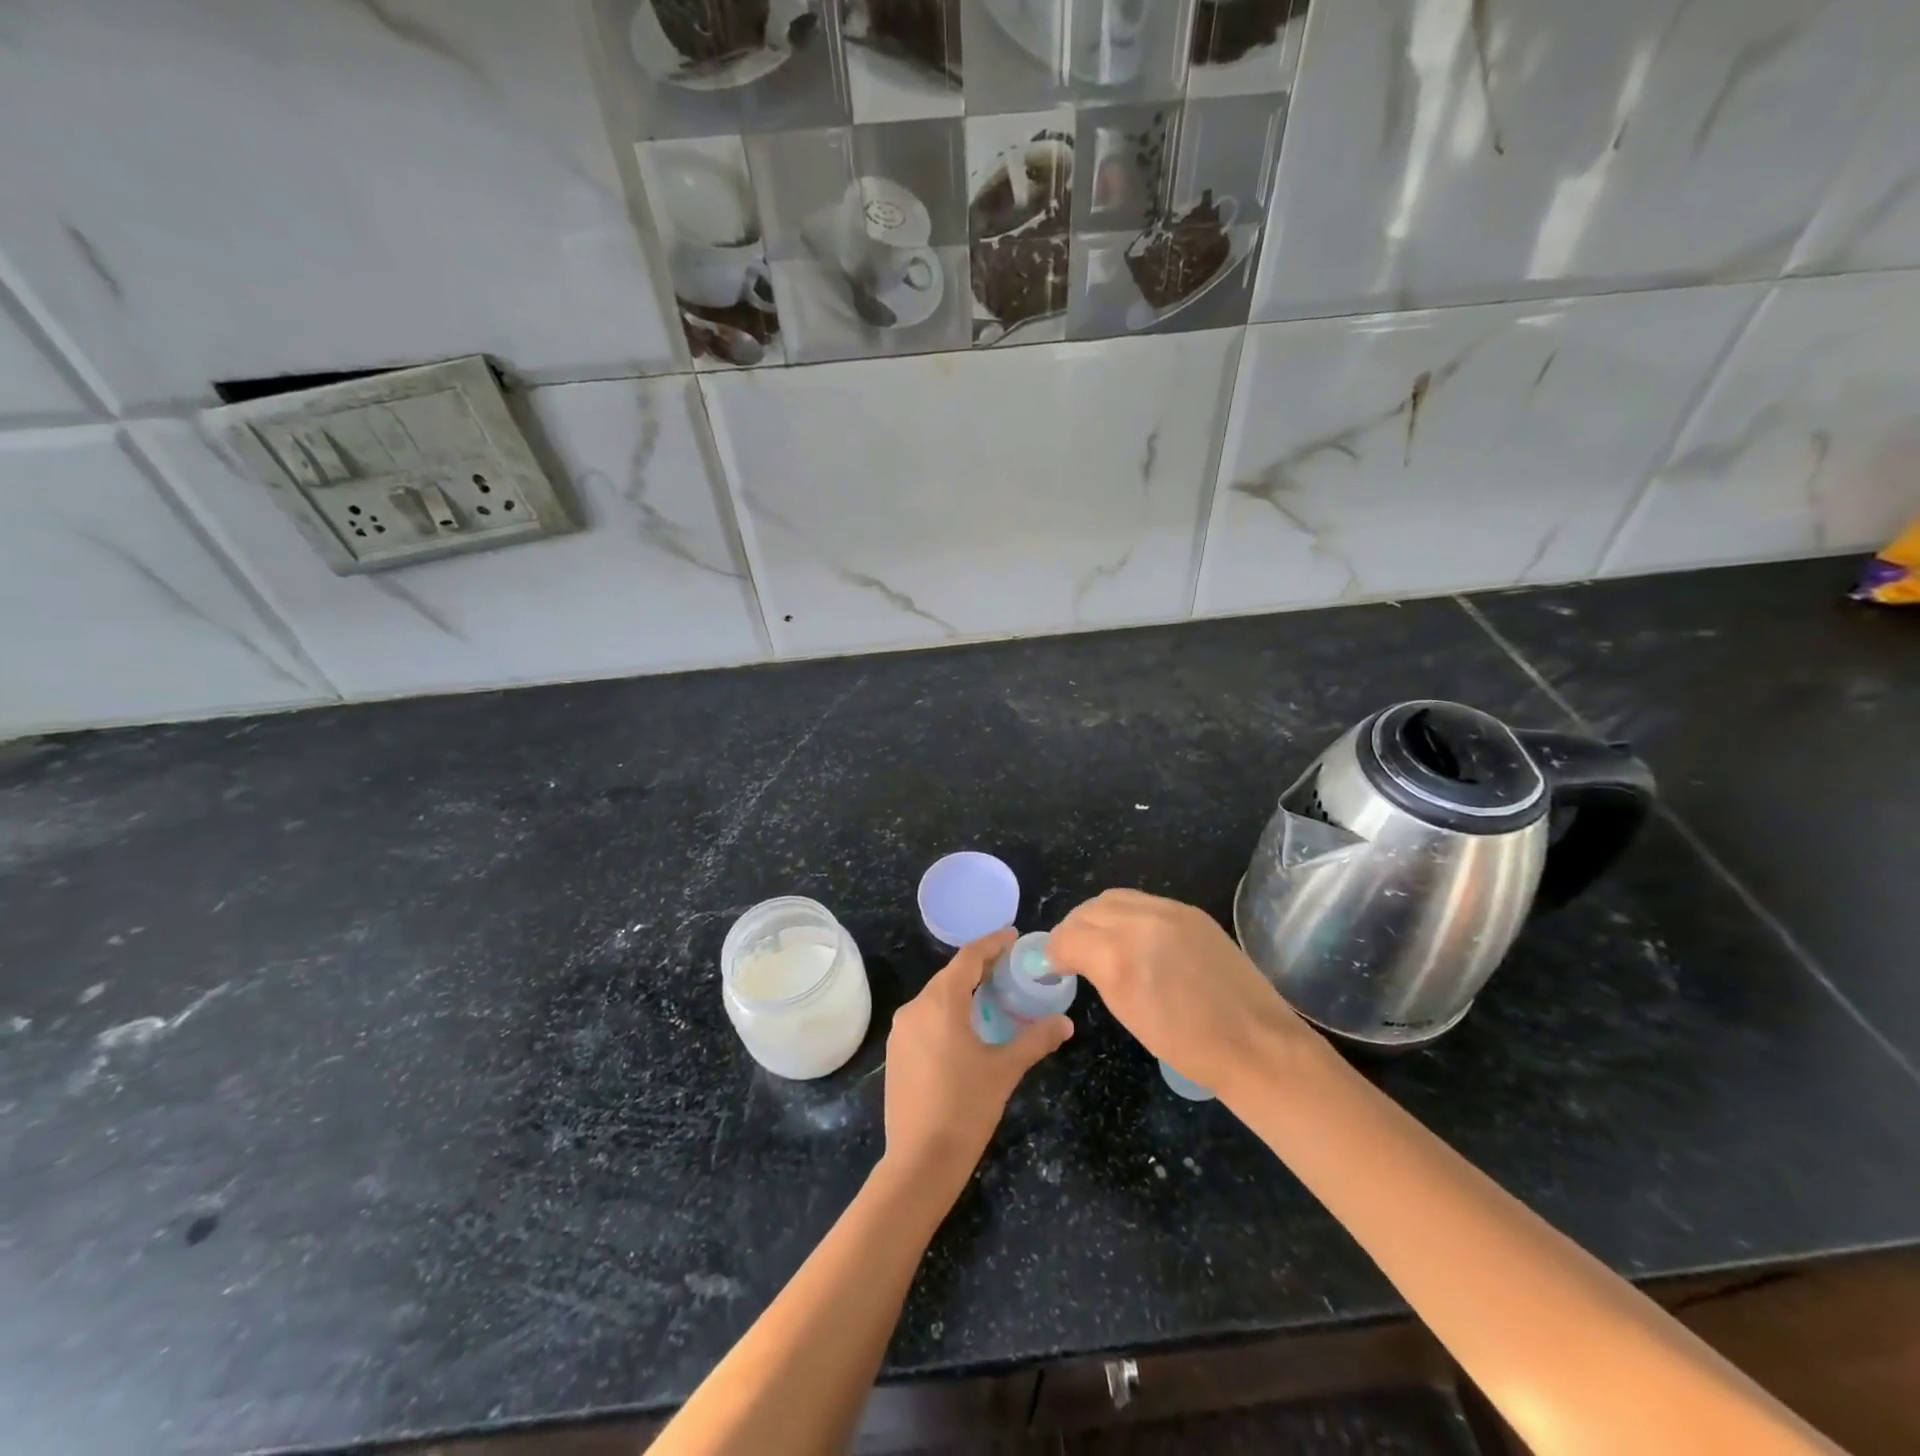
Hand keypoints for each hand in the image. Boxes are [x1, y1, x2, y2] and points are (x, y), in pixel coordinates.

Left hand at [882, 929, 1072, 1184]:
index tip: (1013, 935)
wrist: (919, 1162)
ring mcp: (901, 1031)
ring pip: (936, 998)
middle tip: (1010, 967)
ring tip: (993, 996)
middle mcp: (915, 1008)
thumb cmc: (965, 1108)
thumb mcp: (1005, 1070)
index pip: (968, 958)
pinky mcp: (897, 1053)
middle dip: (980, 968)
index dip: (992, 943)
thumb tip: (1065, 1023)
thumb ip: (1035, 1039)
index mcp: (940, 1002)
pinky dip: (948, 1013)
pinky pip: (926, 1018)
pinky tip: (968, 1029)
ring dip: (964, 992)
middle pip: (951, 976)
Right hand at [1048, 890, 1321, 1094]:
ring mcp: (1169, 911)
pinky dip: (1127, 914)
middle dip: (1072, 930)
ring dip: (1097, 917)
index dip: (1053, 952)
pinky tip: (1134, 937)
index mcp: (1119, 955)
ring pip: (1114, 898)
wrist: (1255, 1044)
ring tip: (1100, 941)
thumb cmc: (1188, 1046)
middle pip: (1087, 911)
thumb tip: (1073, 958)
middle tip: (1071, 953)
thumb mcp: (1127, 1012)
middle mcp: (1140, 921)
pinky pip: (1144, 902)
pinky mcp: (1191, 911)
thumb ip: (1096, 972)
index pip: (1068, 936)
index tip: (1053, 966)